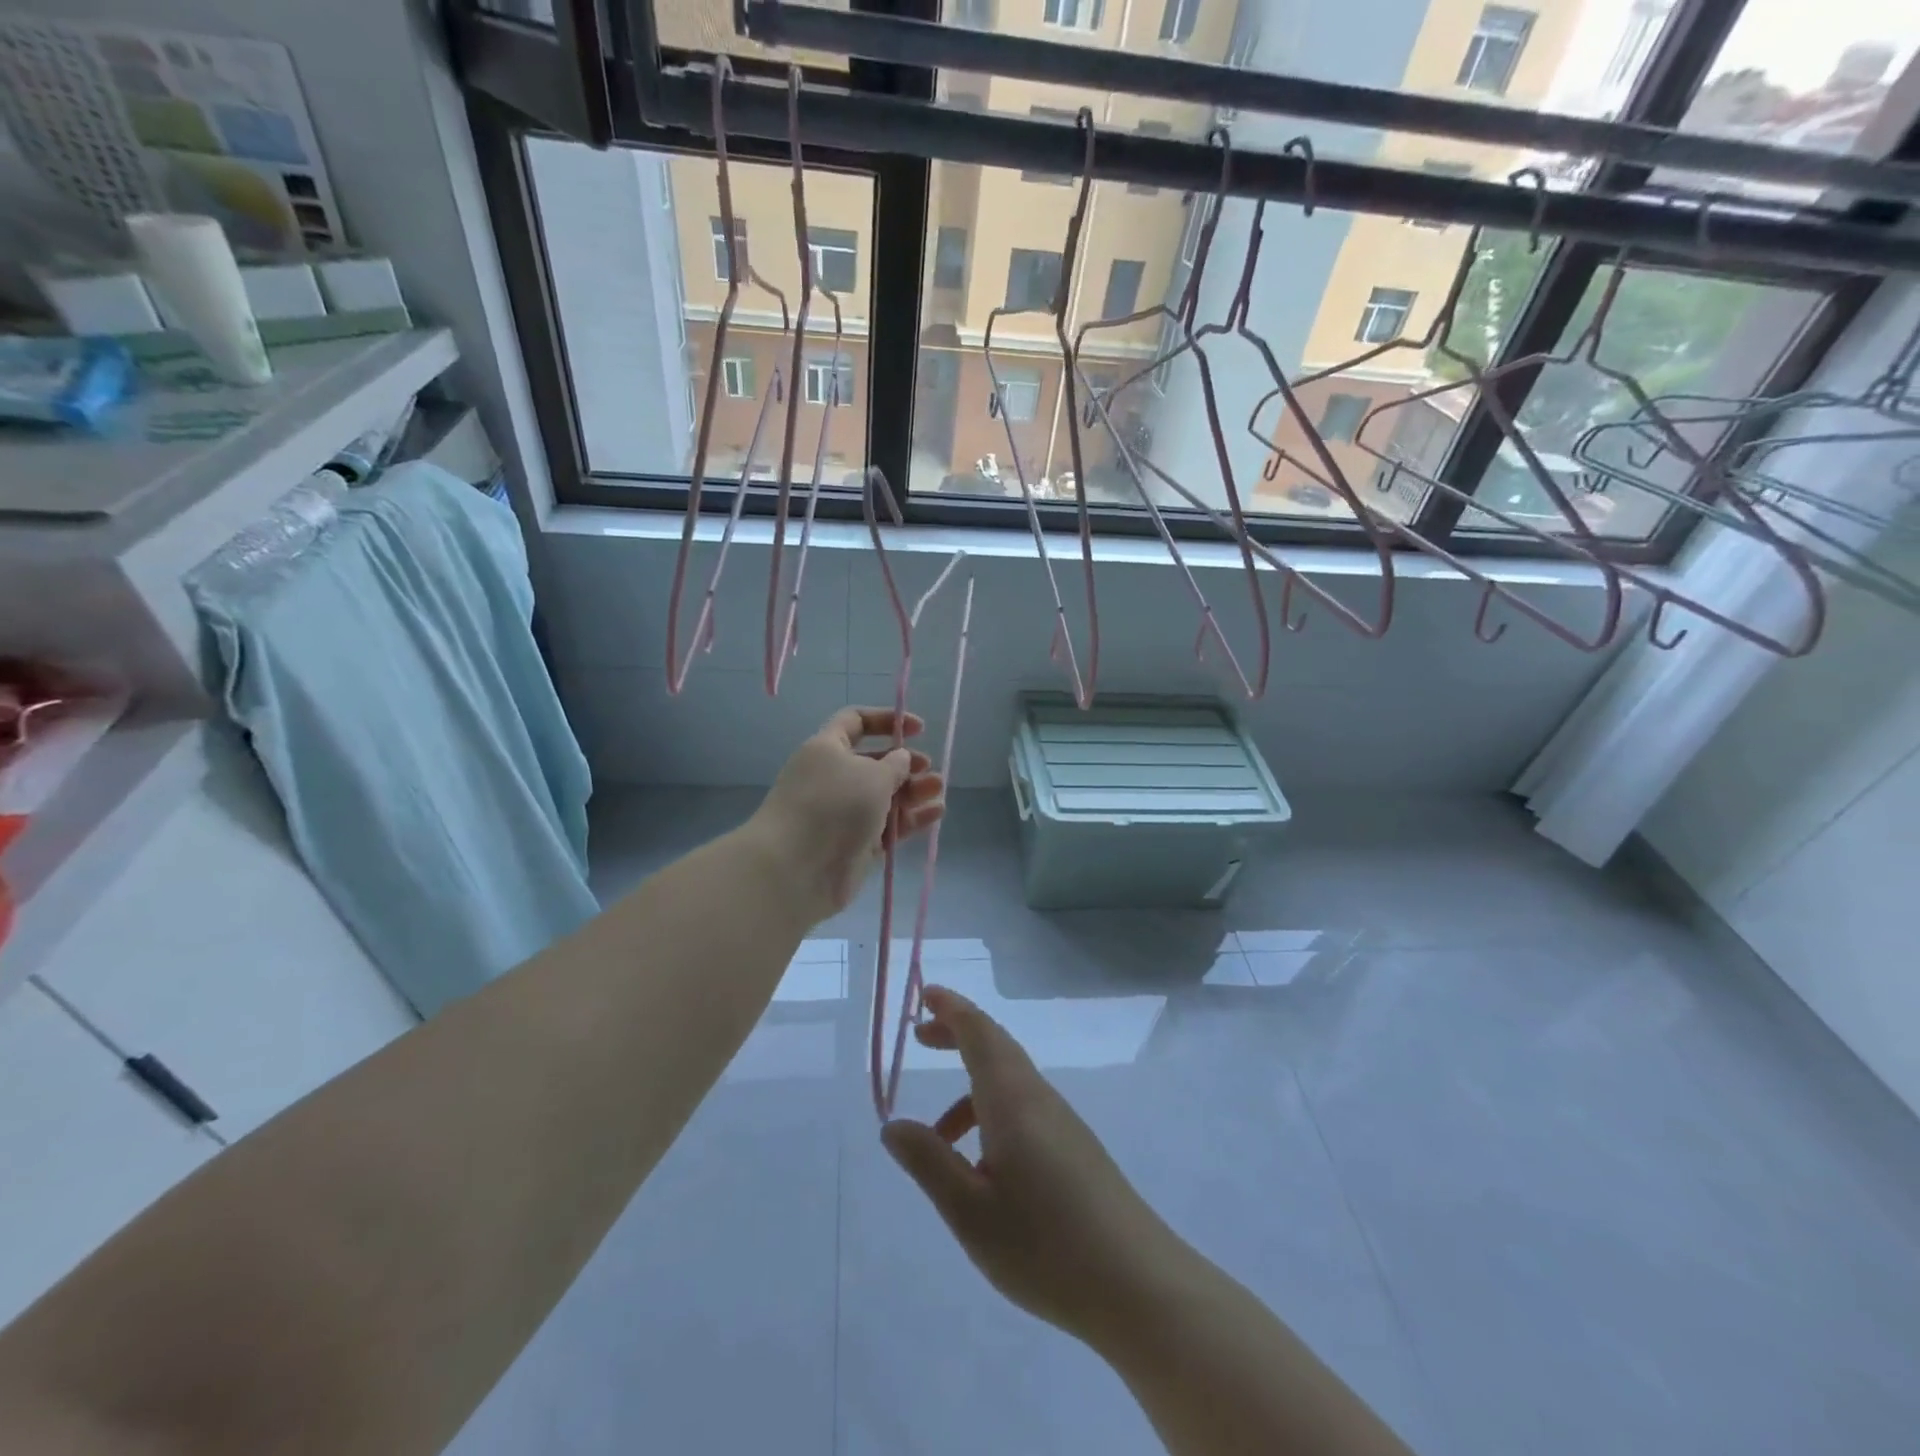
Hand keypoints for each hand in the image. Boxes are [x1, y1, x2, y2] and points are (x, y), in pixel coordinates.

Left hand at [748, 706, 945, 923]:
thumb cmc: (833, 806)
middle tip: (928, 768)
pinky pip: (887, 826)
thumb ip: (895, 764)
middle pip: (875, 763)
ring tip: (938, 791)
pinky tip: (935, 814)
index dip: (886, 720)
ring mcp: (844, 813)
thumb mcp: (872, 775)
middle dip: (905, 763)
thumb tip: (901, 759)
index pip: (855, 722)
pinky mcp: (856, 844)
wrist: (796, 869)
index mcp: (827, 749)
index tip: (918, 729)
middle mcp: (834, 778)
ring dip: (913, 792)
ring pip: (884, 797)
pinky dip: (910, 819)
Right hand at [881, 987, 1189, 1345]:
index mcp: (1012, 1098)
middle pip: (995, 1047)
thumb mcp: (969, 1211)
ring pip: (1009, 1083)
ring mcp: (1062, 1123)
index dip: (951, 1008)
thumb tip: (893, 1126)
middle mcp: (1039, 1098)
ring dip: (970, 1087)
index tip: (924, 993)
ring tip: (937, 1136)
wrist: (1137, 1285)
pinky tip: (982, 1170)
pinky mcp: (1075, 1150)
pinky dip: (991, 1115)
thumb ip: (928, 1162)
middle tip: (920, 1037)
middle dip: (957, 1034)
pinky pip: (1023, 1110)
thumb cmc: (1045, 1244)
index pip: (979, 1032)